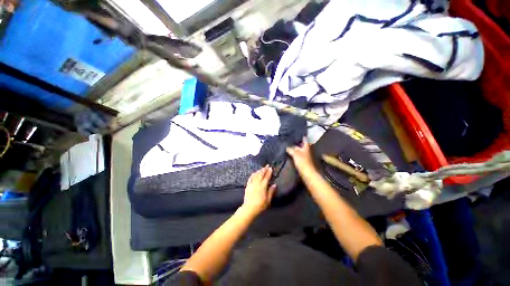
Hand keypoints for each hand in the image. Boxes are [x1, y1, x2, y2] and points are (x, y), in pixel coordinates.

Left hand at [241, 165, 276, 215]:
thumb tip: (275, 184)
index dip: (269, 172)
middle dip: (264, 169)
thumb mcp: (268, 199)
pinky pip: (250, 178)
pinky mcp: (248, 185)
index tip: (271, 168)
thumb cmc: (260, 205)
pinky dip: (253, 174)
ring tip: (262, 168)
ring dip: (259, 171)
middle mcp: (257, 183)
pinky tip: (254, 173)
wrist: (249, 208)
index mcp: (263, 186)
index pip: (267, 177)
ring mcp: (252, 183)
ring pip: (256, 175)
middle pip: (261, 174)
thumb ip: (271, 191)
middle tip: (267, 165)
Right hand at [286, 138, 316, 174]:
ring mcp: (304, 155)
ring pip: (298, 149)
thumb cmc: (303, 162)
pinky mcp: (302, 159)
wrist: (307, 173)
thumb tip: (285, 145)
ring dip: (293, 147)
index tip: (294, 132)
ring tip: (286, 144)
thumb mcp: (295, 154)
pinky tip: (288, 152)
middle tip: (288, 138)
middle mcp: (306, 149)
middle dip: (295, 141)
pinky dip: (293, 152)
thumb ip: (290, 149)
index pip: (304, 138)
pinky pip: (297, 154)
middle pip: (300, 144)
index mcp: (306, 146)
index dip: (300, 135)